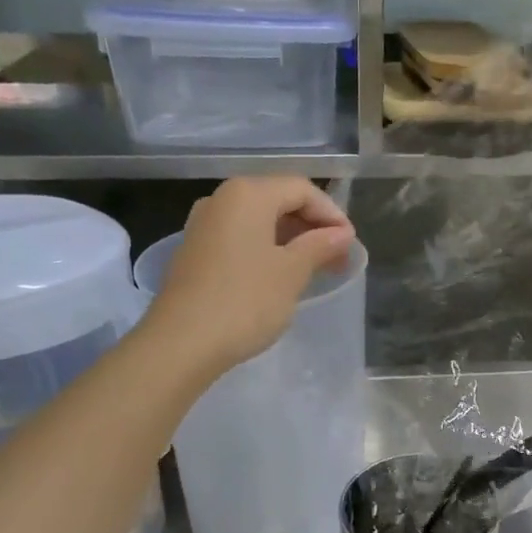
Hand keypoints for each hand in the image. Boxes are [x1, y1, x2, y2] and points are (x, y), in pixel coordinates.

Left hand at [147, 177, 355, 372]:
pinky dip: (267, 249)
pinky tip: (281, 276)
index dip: (331, 214)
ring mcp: (204, 225)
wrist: (181, 343)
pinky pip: (241, 238)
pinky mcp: (195, 251)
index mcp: (248, 194)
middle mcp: (222, 199)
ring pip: (259, 221)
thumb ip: (319, 246)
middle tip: (338, 258)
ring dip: (291, 240)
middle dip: (312, 227)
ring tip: (315, 269)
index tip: (350, 244)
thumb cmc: (245, 301)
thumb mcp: (292, 272)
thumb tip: (341, 234)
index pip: (301, 189)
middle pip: (278, 200)